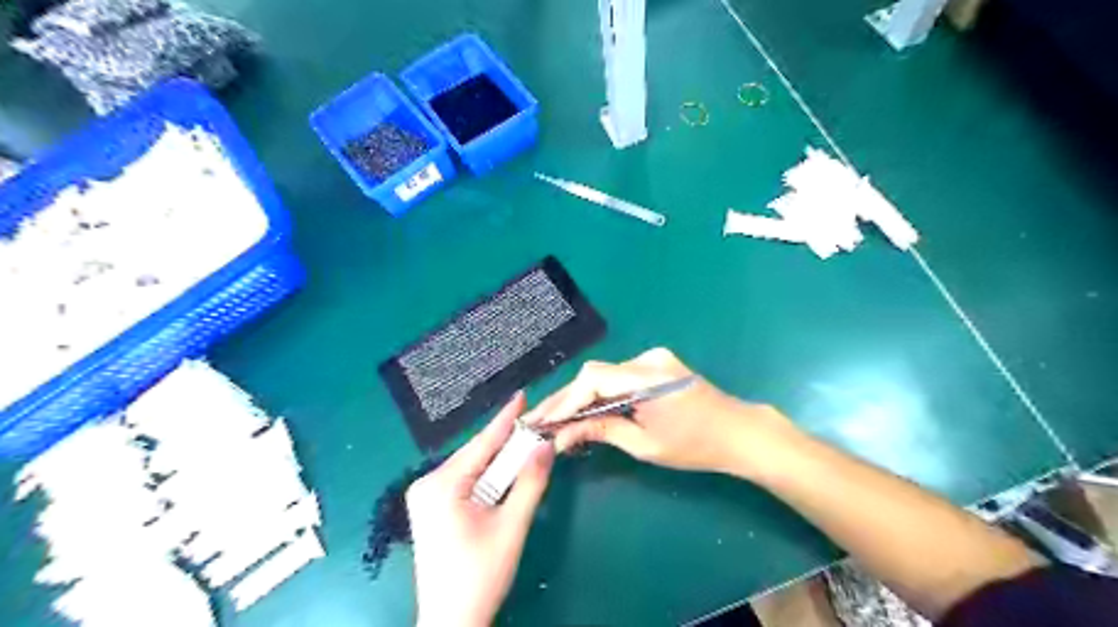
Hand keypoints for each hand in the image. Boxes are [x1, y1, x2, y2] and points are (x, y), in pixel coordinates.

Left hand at [406, 391, 553, 626]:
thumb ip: (530, 482)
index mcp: (441, 485)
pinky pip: (464, 480)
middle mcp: (427, 483)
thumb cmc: (480, 575)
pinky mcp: (430, 507)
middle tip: (534, 426)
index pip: (482, 443)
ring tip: (525, 445)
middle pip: (476, 454)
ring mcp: (424, 496)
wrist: (451, 621)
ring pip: (471, 467)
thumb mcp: (511, 526)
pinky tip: (504, 473)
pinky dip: (487, 476)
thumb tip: (545, 445)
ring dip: (498, 460)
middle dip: (506, 441)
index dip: (506, 419)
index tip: (522, 395)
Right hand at [526, 347, 794, 473]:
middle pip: (595, 374)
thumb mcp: (646, 445)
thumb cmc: (696, 445)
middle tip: (539, 421)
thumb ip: (602, 432)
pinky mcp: (656, 365)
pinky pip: (618, 377)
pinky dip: (599, 394)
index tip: (543, 421)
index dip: (565, 400)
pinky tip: (584, 410)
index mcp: (648, 377)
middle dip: (567, 399)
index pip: (593, 380)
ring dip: (581, 397)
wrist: (739, 432)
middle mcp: (647, 359)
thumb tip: (562, 436)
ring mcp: (653, 359)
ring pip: (604, 375)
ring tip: (555, 418)